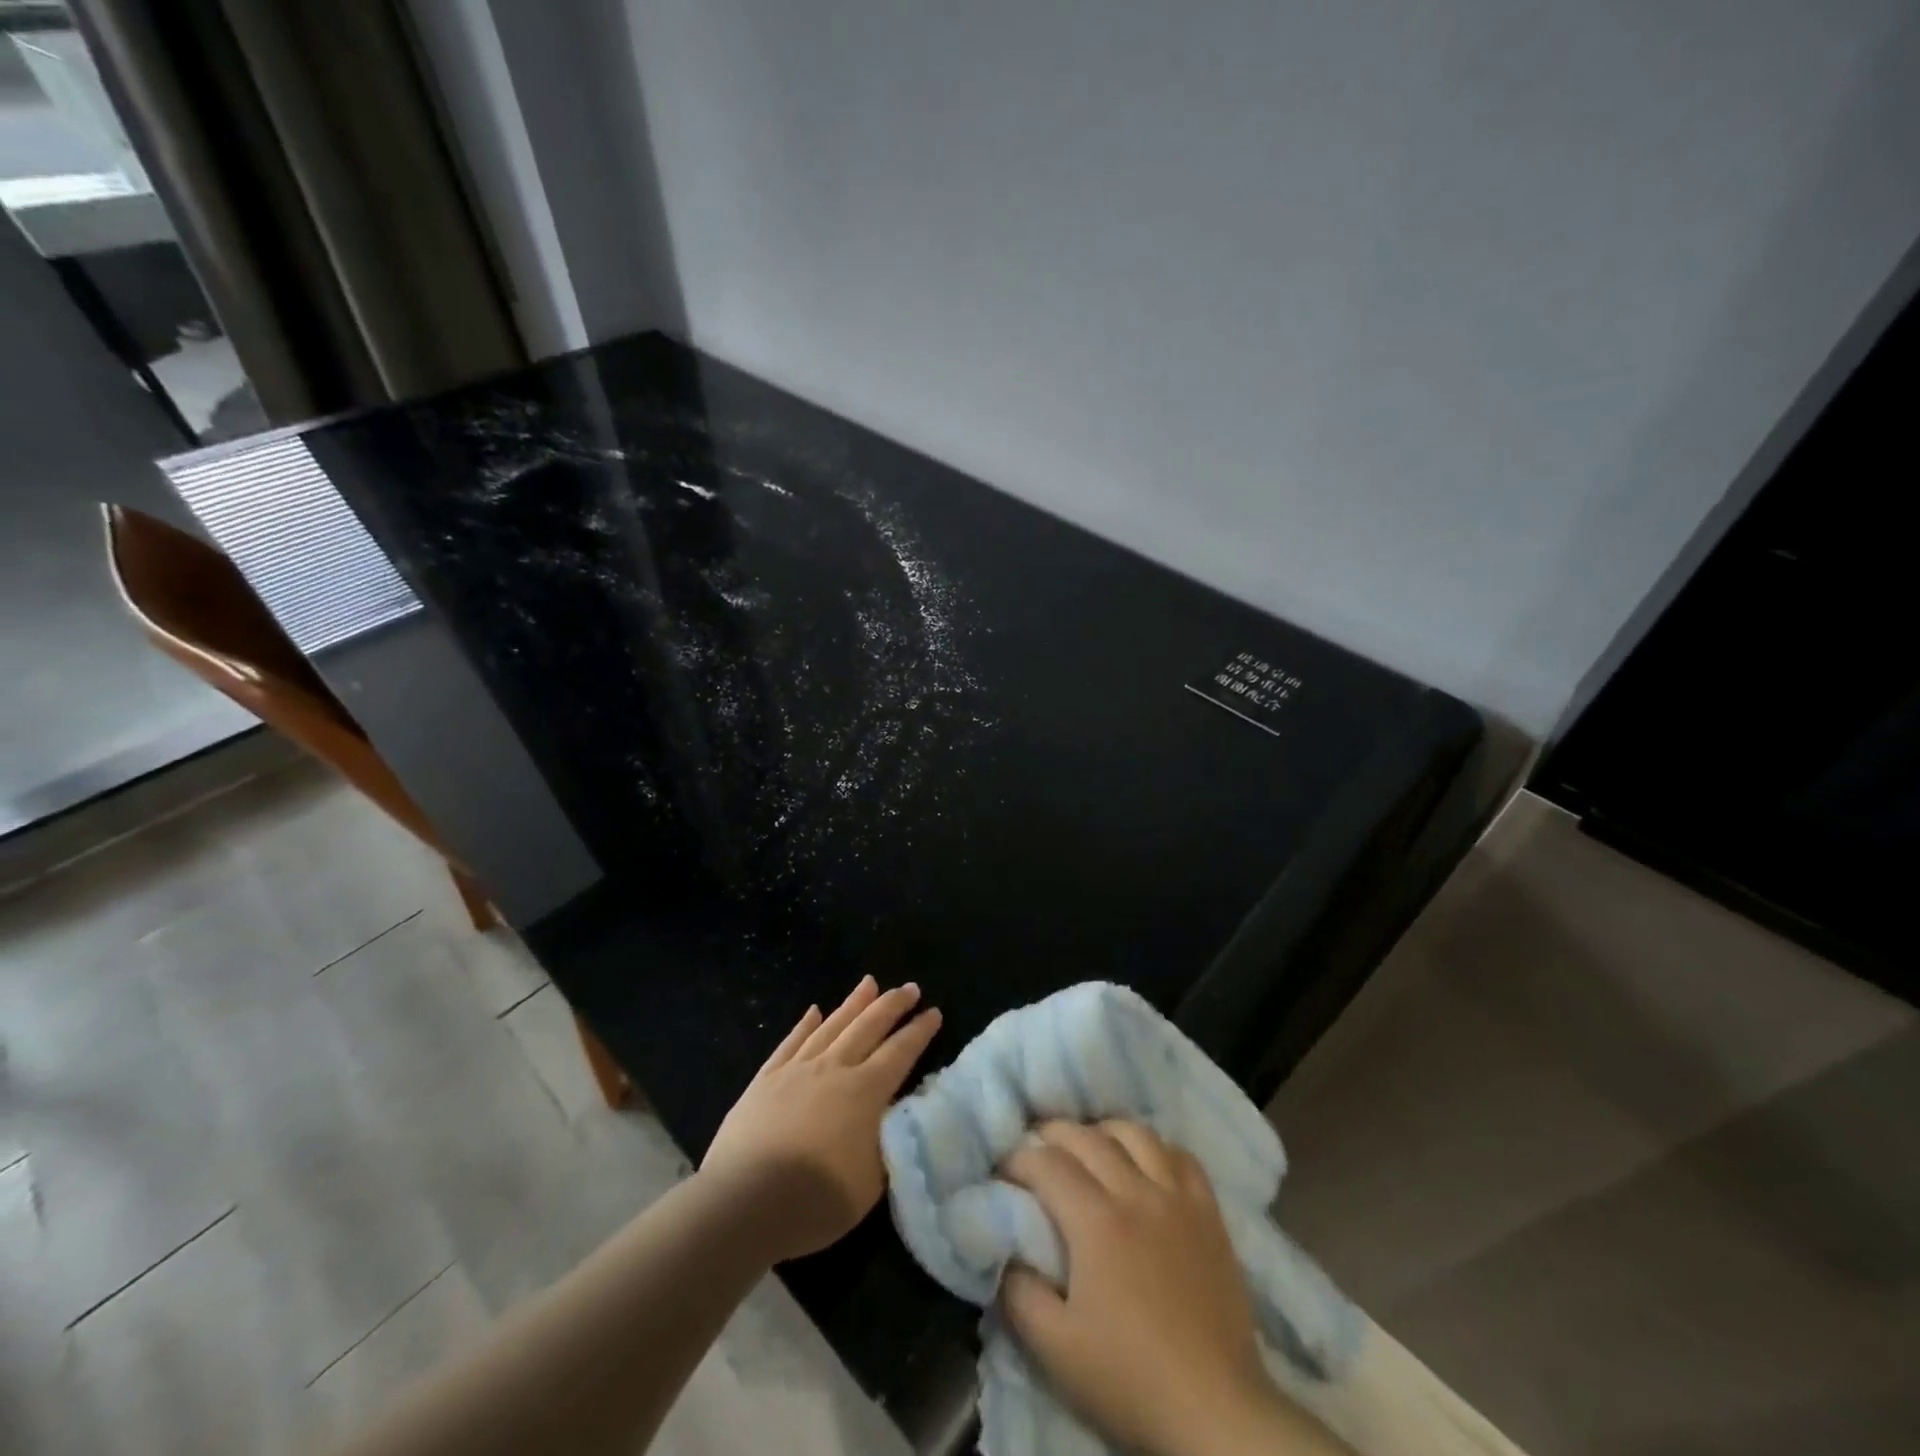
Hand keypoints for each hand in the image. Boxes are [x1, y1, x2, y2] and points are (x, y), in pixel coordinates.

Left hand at [702, 976, 940, 1263]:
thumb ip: (886, 1143)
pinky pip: (791, 1042)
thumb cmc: (816, 1200)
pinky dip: (805, 1024)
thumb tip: (894, 1119)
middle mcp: (834, 1068)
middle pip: (868, 1026)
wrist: (745, 1201)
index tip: (934, 1012)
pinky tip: (814, 1011)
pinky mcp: (765, 1079)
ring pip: (832, 1025)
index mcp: (865, 1092)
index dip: (919, 1031)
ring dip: (853, 1003)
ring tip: (869, 983)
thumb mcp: (871, 1183)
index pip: (900, 1052)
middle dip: (892, 1005)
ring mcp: (797, 1069)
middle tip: (910, 988)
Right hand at [1000, 1121, 1315, 1455]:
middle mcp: (1135, 1192)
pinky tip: (1146, 1162)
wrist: (1215, 1411)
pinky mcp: (1209, 1213)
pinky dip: (1157, 1148)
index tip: (1003, 1170)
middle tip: (1036, 1147)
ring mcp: (1177, 1198)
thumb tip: (1006, 1252)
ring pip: (1136, 1134)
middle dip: (1053, 1133)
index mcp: (1096, 1220)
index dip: (1018, 1159)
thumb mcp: (1055, 1350)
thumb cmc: (1130, 1380)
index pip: (1047, 1164)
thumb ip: (1019, 1294)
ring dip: (1104, 1131)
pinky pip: (1182, 1157)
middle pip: (1087, 1137)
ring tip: (1090, 1145)